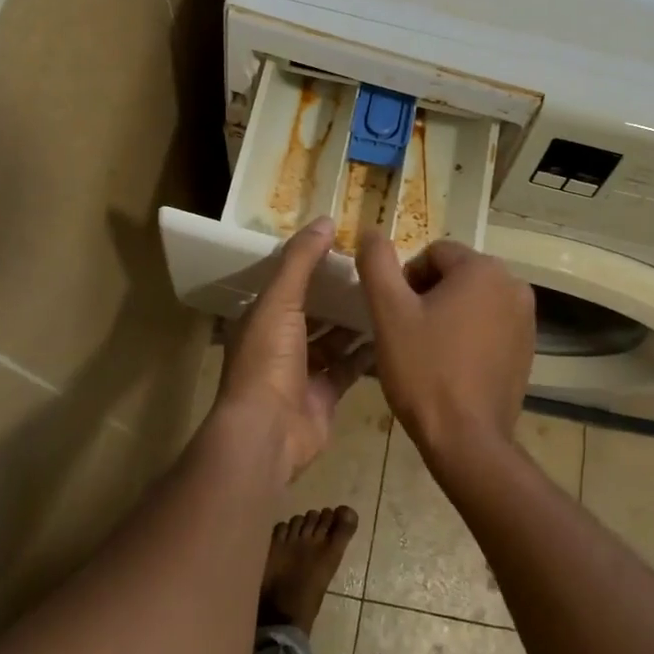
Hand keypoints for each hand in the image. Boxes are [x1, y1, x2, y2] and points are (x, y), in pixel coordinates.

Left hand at [215, 217, 369, 482]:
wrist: (268, 432)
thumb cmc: (268, 360)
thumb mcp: (280, 300)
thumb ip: (301, 261)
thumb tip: (325, 220)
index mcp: (261, 318)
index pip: (288, 283)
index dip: (312, 264)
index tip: (344, 246)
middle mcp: (279, 343)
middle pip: (312, 311)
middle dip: (338, 293)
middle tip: (374, 271)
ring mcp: (302, 372)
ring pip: (332, 340)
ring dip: (354, 322)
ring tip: (388, 296)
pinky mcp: (324, 395)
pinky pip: (349, 368)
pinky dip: (366, 353)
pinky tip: (392, 333)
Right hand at [356, 234, 535, 476]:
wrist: (467, 439)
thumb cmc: (424, 370)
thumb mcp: (389, 312)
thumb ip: (377, 263)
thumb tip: (370, 230)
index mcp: (483, 269)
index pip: (433, 253)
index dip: (406, 280)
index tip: (396, 316)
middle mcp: (513, 284)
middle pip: (455, 274)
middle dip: (428, 296)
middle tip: (408, 334)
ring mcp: (525, 318)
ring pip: (472, 300)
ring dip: (448, 315)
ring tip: (428, 351)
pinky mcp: (527, 347)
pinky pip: (489, 324)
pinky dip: (469, 335)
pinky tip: (452, 366)